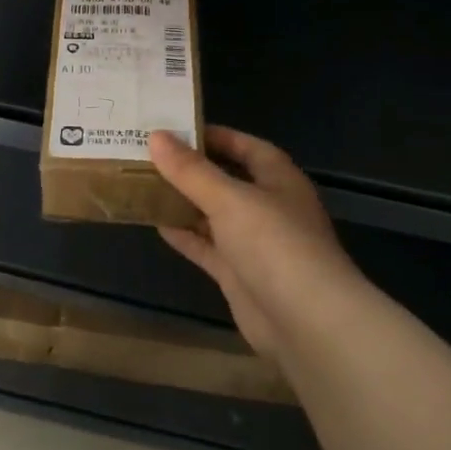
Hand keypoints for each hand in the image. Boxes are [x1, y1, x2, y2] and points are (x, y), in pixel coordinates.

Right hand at [149, 127, 372, 363]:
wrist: (306, 321)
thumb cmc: (274, 243)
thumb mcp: (229, 198)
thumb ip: (191, 170)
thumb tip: (156, 136)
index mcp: (277, 179)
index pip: (244, 146)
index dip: (213, 136)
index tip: (174, 129)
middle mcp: (268, 207)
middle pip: (226, 180)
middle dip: (192, 169)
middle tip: (149, 155)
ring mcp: (254, 243)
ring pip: (213, 214)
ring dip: (184, 202)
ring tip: (144, 185)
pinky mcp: (239, 274)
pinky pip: (207, 247)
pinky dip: (185, 236)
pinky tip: (156, 224)